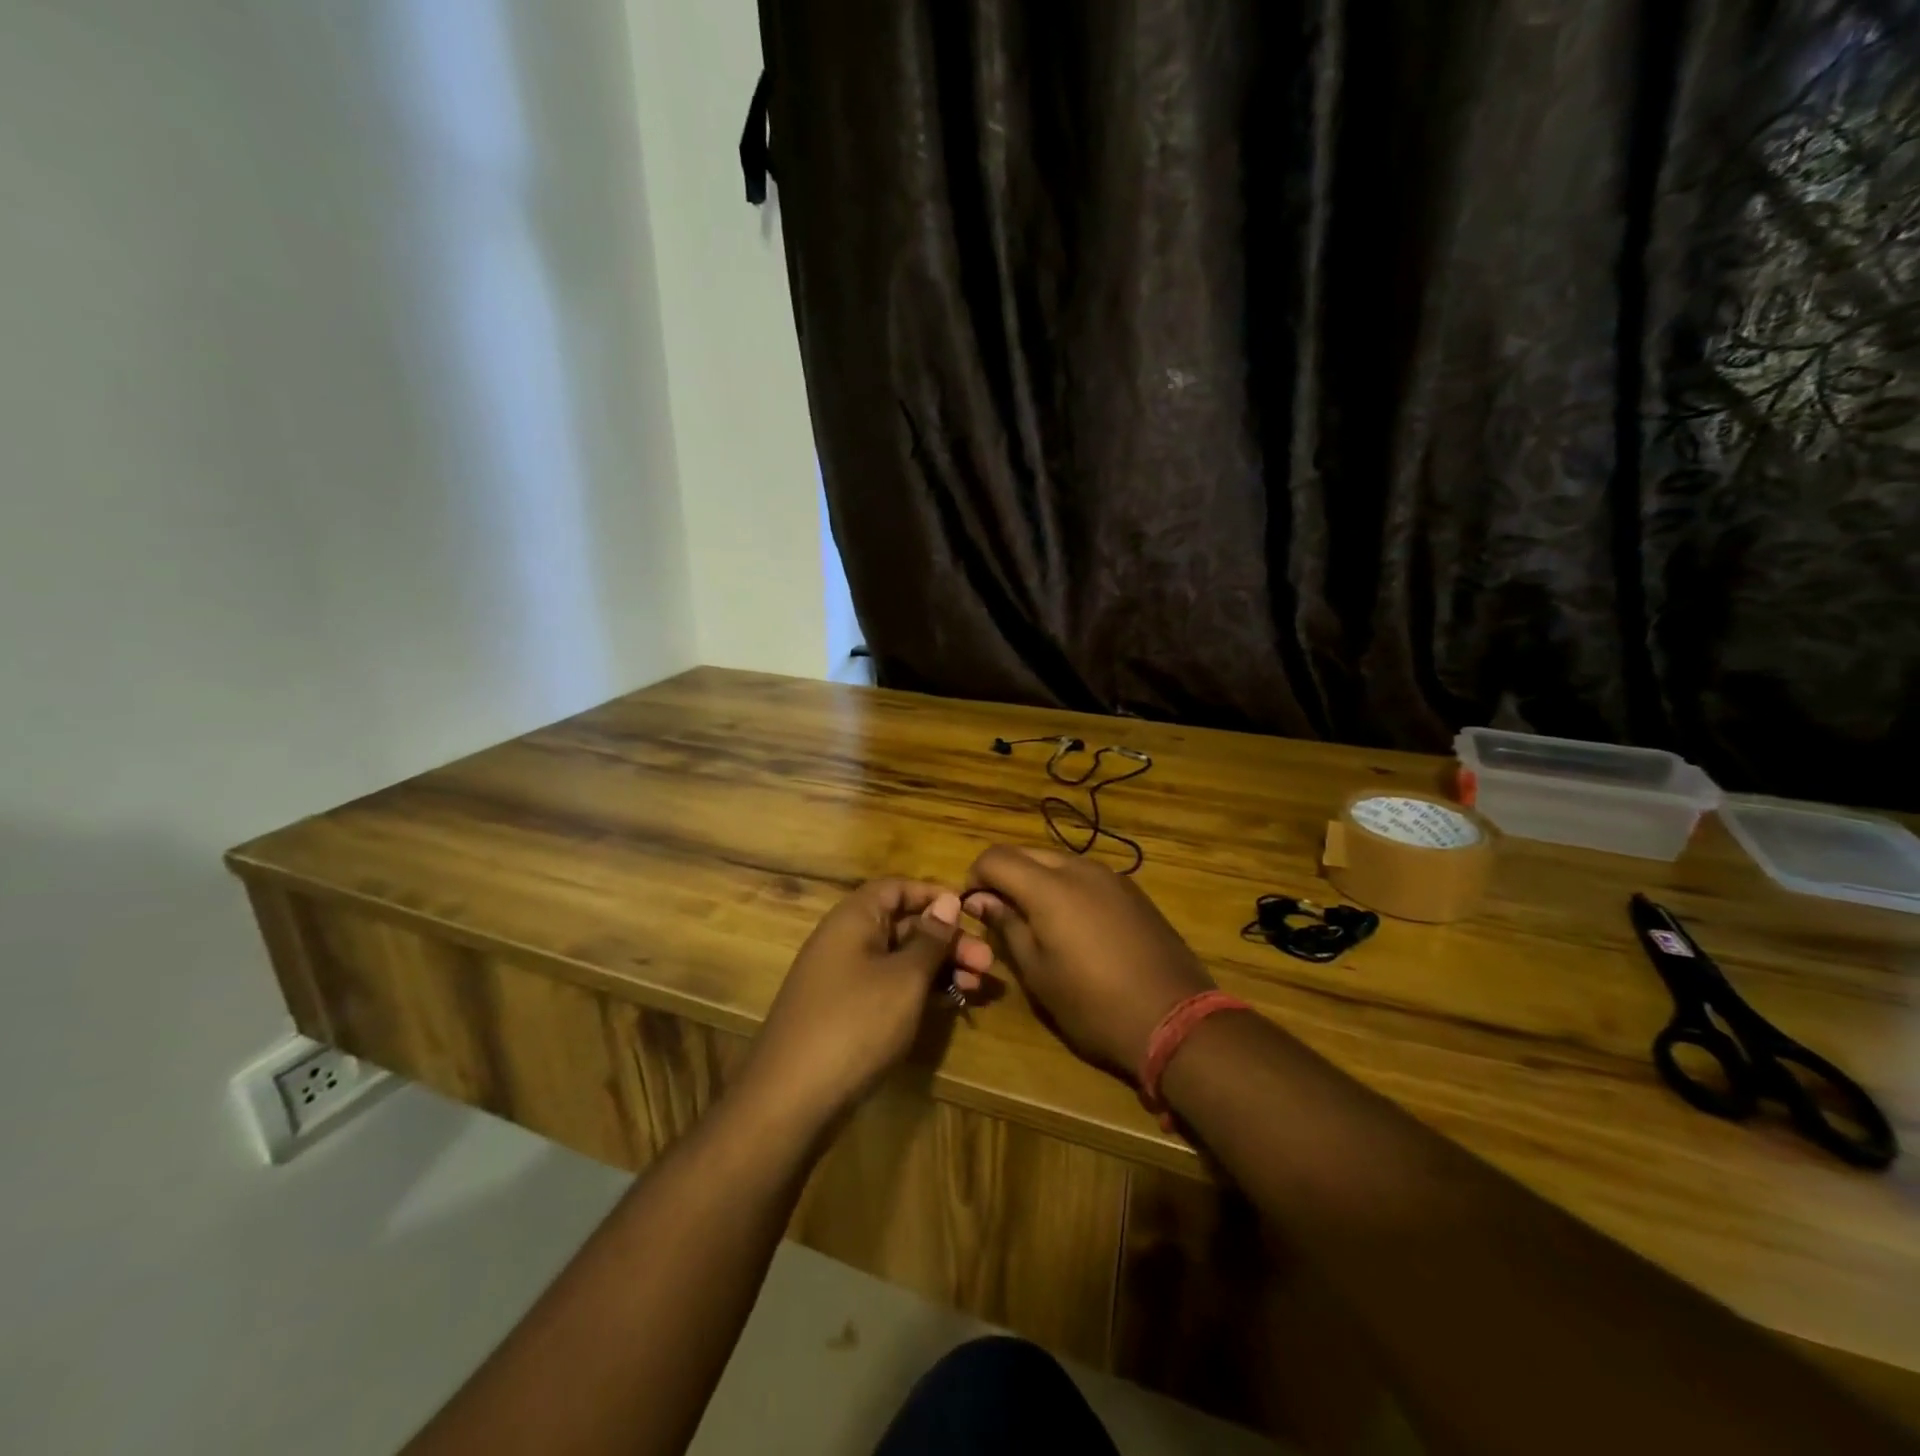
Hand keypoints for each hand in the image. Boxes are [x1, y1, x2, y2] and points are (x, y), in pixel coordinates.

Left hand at [741, 880, 991, 1131]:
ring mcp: (843, 978)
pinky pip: (889, 987)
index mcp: (853, 919)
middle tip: (988, 964)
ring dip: (940, 969)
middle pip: (903, 926)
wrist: (790, 1100)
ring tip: (980, 989)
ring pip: (900, 960)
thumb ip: (930, 938)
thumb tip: (947, 900)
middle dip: (948, 941)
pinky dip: (919, 992)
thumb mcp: (904, 978)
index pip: (897, 888)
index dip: (934, 896)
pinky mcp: (846, 1012)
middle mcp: (845, 940)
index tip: (971, 914)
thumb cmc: (855, 1024)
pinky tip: (950, 1005)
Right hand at [963, 846, 1214, 1078]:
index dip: (975, 877)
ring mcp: (1111, 877)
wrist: (1175, 1019)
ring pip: (1058, 862)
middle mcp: (1080, 869)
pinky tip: (1074, 926)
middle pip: (1026, 853)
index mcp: (1049, 887)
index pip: (996, 857)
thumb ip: (1007, 926)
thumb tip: (981, 900)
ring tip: (1036, 923)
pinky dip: (1066, 888)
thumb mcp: (1038, 973)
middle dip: (1005, 876)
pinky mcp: (1133, 892)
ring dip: (1036, 881)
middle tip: (1000, 916)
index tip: (973, 909)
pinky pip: (1086, 876)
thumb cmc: (1093, 1005)